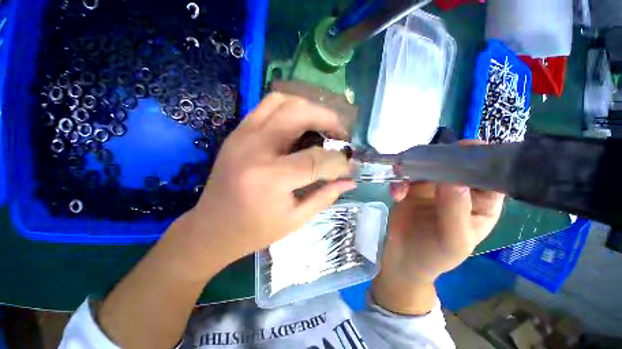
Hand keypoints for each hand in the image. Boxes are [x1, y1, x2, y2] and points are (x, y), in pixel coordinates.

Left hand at [97, 94, 354, 348]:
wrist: (211, 228)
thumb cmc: (254, 230)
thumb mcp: (295, 220)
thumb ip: (325, 196)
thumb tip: (350, 180)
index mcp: (270, 178)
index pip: (316, 159)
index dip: (339, 162)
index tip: (350, 166)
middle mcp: (255, 149)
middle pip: (300, 114)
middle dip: (329, 120)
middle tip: (340, 135)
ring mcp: (242, 136)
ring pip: (283, 101)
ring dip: (310, 109)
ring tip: (322, 127)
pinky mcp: (237, 133)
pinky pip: (268, 106)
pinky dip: (290, 109)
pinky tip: (300, 125)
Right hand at [372, 140, 503, 314]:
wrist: (402, 259)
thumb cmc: (434, 255)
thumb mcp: (453, 239)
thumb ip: (455, 210)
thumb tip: (454, 179)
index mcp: (481, 205)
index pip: (491, 177)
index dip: (484, 160)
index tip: (466, 147)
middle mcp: (460, 192)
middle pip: (457, 166)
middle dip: (440, 159)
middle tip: (423, 158)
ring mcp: (433, 189)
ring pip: (428, 168)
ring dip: (413, 170)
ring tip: (400, 177)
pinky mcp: (412, 190)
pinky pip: (407, 177)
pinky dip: (399, 182)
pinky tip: (394, 193)